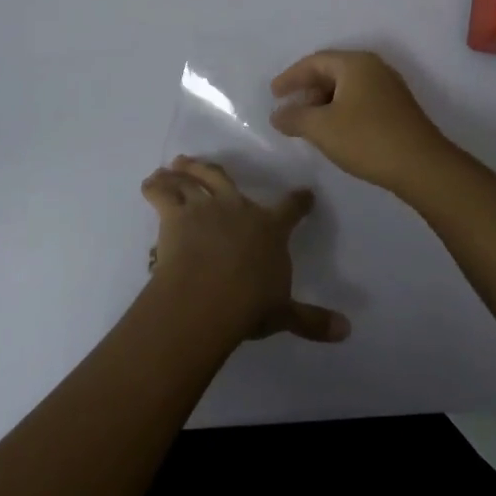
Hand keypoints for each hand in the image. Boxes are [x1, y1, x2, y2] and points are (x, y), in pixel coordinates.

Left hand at [141, 157, 349, 345]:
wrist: (208, 296)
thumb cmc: (250, 304)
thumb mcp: (284, 313)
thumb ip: (312, 320)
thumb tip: (347, 331)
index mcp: (270, 228)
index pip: (291, 208)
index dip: (299, 200)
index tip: (305, 193)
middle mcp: (238, 207)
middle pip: (226, 179)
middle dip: (215, 169)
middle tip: (204, 163)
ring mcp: (205, 206)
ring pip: (193, 180)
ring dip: (183, 172)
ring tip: (174, 166)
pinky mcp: (175, 214)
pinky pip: (162, 193)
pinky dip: (154, 186)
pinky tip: (148, 184)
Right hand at [269, 50, 450, 194]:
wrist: (422, 166)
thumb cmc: (366, 139)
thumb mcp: (322, 128)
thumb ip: (294, 117)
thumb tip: (277, 114)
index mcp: (355, 64)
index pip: (314, 62)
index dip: (291, 77)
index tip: (273, 94)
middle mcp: (374, 68)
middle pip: (331, 72)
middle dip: (307, 90)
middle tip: (290, 110)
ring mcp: (389, 88)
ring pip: (347, 88)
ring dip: (324, 103)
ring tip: (308, 124)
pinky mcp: (397, 109)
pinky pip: (360, 100)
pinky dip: (341, 111)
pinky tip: (334, 131)